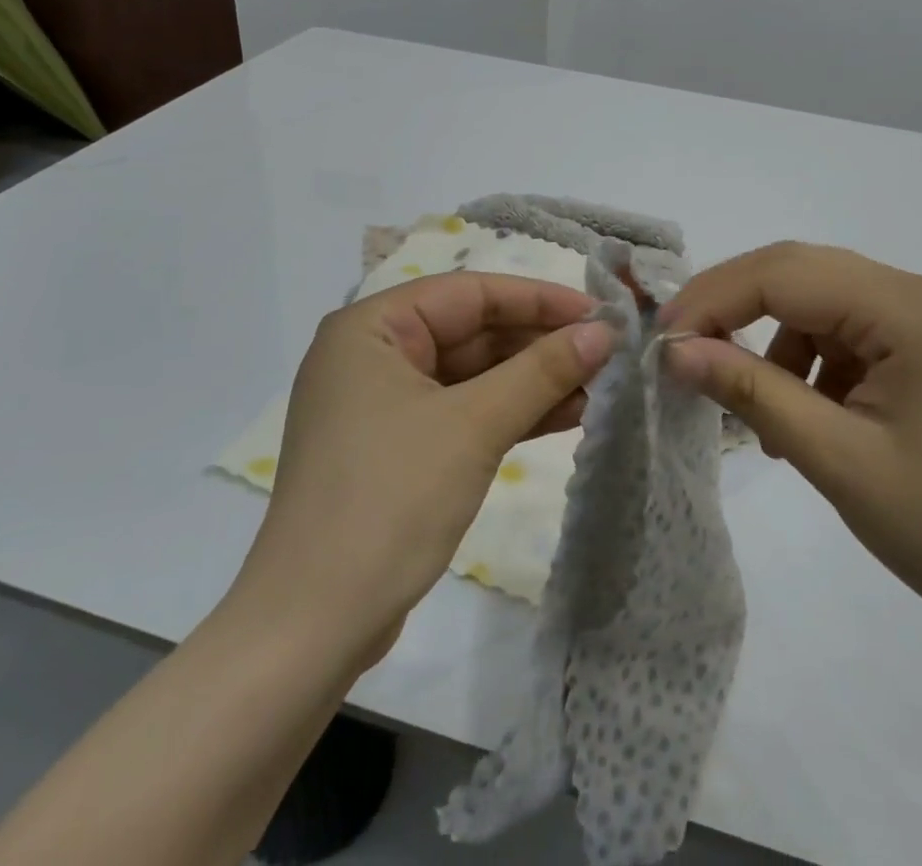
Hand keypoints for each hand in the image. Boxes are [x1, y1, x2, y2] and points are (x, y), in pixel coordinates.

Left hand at [227, 273, 614, 663]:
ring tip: (600, 386)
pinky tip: (568, 416)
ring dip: (534, 381)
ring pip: (474, 375)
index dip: (539, 299)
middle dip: (541, 344)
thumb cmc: (389, 501)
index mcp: (371, 328)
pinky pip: (465, 412)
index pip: (470, 293)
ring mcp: (385, 404)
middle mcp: (374, 355)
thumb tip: (605, 331)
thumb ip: (542, 371)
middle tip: (608, 353)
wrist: (313, 628)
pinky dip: (512, 414)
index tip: (601, 312)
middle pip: (473, 331)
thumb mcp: (474, 426)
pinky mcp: (399, 448)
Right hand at [663, 242, 921, 660]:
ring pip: (821, 303)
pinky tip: (805, 419)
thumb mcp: (837, 459)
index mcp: (908, 306)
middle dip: (735, 309)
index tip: (660, 339)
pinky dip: (811, 364)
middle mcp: (920, 293)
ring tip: (756, 412)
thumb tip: (675, 350)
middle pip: (802, 274)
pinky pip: (849, 333)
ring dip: (774, 343)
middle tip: (683, 352)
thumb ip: (752, 391)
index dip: (714, 298)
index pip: (784, 274)